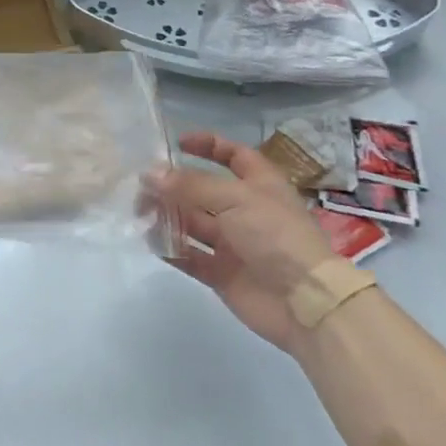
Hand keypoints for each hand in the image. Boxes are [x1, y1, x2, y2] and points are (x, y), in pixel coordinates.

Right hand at [150, 131, 334, 353]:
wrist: (304, 303)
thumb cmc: (275, 236)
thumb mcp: (234, 198)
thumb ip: (190, 185)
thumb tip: (150, 173)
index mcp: (259, 185)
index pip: (234, 156)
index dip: (208, 145)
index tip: (177, 143)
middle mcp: (245, 211)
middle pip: (203, 191)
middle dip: (173, 186)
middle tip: (141, 186)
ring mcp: (233, 244)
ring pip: (192, 223)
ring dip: (167, 215)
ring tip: (140, 212)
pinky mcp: (222, 273)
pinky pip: (190, 256)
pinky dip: (171, 248)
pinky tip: (151, 241)